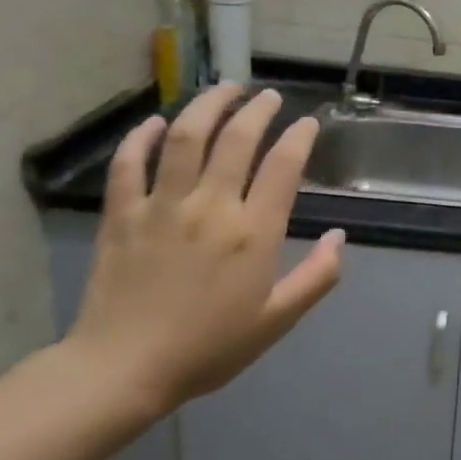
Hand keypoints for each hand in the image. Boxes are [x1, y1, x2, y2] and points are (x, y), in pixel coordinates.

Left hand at [65, 83, 343, 416]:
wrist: (123, 370)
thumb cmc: (209, 348)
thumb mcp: (277, 320)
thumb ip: (317, 277)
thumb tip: (338, 237)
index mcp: (253, 232)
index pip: (283, 166)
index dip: (300, 137)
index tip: (308, 123)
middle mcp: (211, 207)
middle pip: (237, 139)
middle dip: (257, 110)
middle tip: (268, 96)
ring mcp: (162, 206)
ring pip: (186, 137)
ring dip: (208, 105)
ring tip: (224, 89)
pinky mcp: (122, 215)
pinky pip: (130, 164)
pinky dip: (143, 137)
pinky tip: (157, 122)